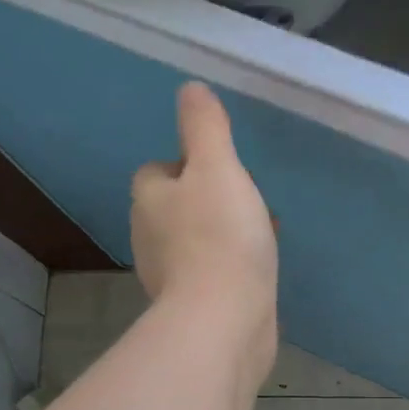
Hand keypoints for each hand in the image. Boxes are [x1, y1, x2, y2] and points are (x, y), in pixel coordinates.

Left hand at [131, 82, 278, 369]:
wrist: (224, 319)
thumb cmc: (220, 237)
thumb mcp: (218, 167)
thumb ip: (205, 127)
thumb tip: (190, 89)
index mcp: (149, 201)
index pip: (157, 171)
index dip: (187, 165)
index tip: (222, 171)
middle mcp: (149, 238)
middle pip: (175, 208)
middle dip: (207, 202)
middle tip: (246, 203)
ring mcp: (169, 277)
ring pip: (194, 242)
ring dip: (221, 235)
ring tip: (259, 236)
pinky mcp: (192, 307)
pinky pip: (210, 275)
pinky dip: (228, 268)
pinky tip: (256, 271)